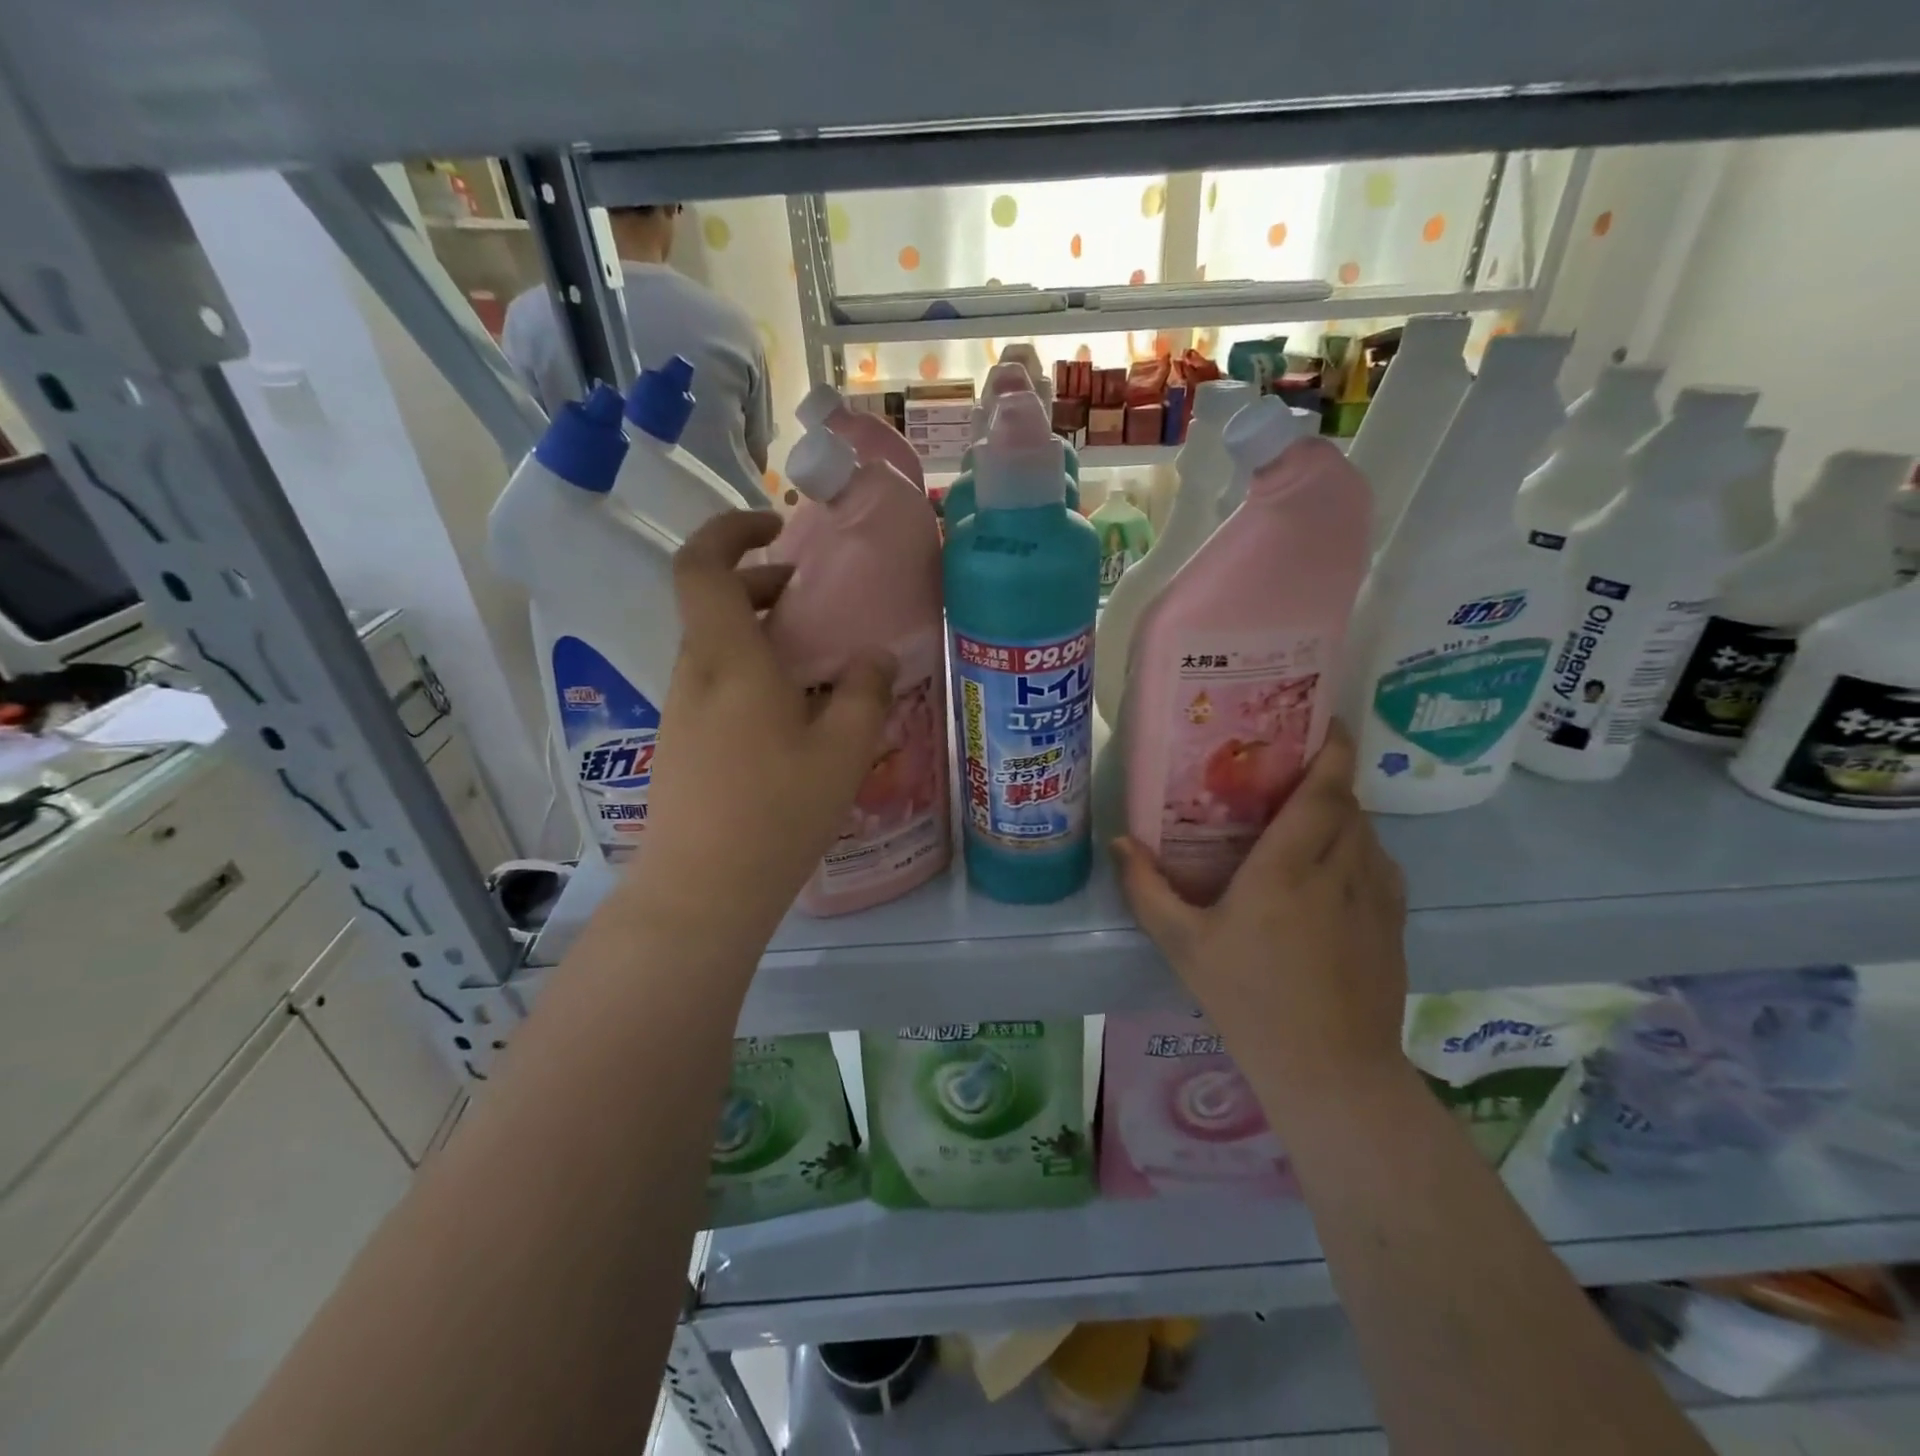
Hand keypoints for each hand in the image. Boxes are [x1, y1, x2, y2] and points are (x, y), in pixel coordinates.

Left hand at [638, 511, 894, 944]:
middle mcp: (695, 674)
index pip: (702, 564)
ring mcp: (683, 711)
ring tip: (821, 663)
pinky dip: (755, 674)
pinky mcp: (684, 744)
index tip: (778, 529)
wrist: (704, 891)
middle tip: (818, 601)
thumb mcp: (843, 750)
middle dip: (765, 587)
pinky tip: (798, 716)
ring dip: (764, 636)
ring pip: (719, 647)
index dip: (732, 530)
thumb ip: (866, 692)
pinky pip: (719, 685)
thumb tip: (875, 655)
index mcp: (728, 658)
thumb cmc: (777, 811)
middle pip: (715, 603)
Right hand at [1112, 723, 1409, 1125]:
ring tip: (1310, 818)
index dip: (1331, 750)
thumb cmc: (1248, 999)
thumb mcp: (1183, 944)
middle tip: (1291, 772)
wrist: (1330, 1070)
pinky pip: (1381, 865)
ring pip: (1368, 833)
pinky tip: (1335, 869)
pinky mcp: (1394, 924)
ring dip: (1343, 814)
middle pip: (1347, 804)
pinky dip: (1361, 849)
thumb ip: (1147, 889)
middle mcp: (1339, 870)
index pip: (1323, 792)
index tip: (1327, 721)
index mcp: (1287, 867)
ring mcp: (1375, 897)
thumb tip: (1120, 842)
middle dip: (1326, 780)